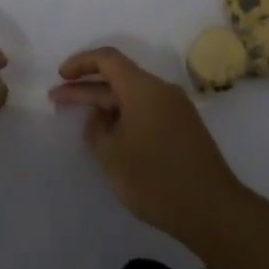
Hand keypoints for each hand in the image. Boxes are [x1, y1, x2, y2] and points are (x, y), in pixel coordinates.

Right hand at [50, 47, 247, 246]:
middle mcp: (162, 90)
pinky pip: (147, 110)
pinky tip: (110, 134)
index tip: (60, 77)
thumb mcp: (112, 155)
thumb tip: (100, 116)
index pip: (108, 59)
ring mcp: (176, 109)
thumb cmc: (155, 178)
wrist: (211, 209)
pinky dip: (124, 115)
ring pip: (133, 95)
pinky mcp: (183, 128)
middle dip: (86, 87)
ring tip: (80, 118)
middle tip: (56, 100)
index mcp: (144, 88)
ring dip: (105, 103)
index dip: (81, 63)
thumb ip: (97, 129)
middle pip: (119, 77)